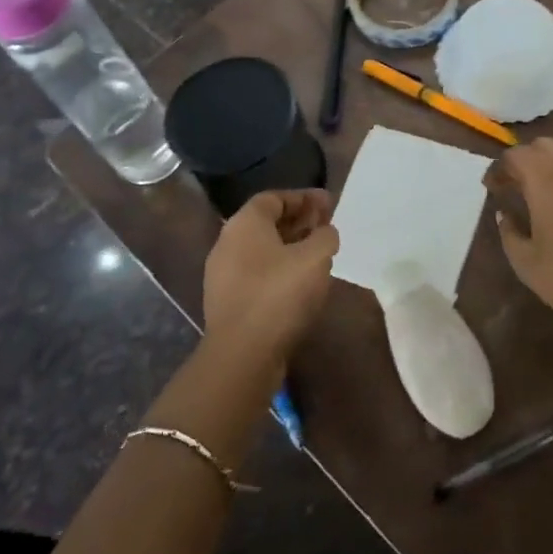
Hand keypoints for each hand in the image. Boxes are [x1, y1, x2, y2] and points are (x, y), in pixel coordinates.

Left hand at [203, 189, 338, 371]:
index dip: (304, 198)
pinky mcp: (227, 302)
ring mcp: (223, 275)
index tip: (329, 204)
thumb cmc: (279, 295)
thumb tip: (324, 233)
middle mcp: (227, 243)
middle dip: (299, 221)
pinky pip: (257, 274)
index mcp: (244, 223)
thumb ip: (326, 236)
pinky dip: (280, 271)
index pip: (275, 197)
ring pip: (262, 250)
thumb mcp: (316, 258)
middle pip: (266, 223)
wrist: (241, 356)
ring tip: (319, 256)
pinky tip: (301, 284)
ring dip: (291, 248)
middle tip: (326, 228)